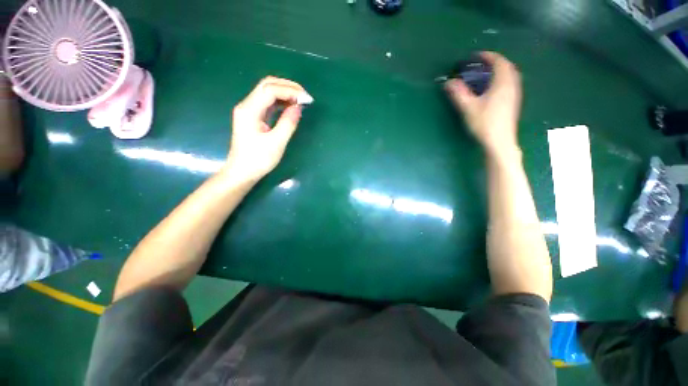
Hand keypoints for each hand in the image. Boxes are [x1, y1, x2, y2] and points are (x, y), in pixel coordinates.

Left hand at [223, 77, 312, 181]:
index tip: (306, 100)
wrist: (242, 172)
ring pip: (267, 92)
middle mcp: (247, 105)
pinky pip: (268, 103)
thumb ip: (288, 123)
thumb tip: (299, 107)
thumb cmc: (258, 160)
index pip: (270, 90)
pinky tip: (291, 106)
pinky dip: (281, 101)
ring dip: (285, 93)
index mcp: (250, 110)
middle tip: (305, 96)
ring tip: (301, 100)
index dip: (290, 91)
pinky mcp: (254, 117)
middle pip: (267, 85)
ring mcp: (250, 111)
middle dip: (288, 87)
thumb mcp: (276, 143)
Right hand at [445, 52, 521, 156]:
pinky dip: (501, 80)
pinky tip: (492, 88)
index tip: (475, 56)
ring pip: (510, 75)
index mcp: (503, 83)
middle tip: (480, 64)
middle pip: (507, 66)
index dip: (487, 56)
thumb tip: (448, 82)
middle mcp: (512, 85)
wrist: (499, 141)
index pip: (499, 61)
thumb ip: (458, 93)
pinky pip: (510, 84)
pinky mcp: (513, 103)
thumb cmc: (484, 123)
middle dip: (494, 62)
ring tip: (485, 75)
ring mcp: (514, 94)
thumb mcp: (468, 108)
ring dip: (499, 71)